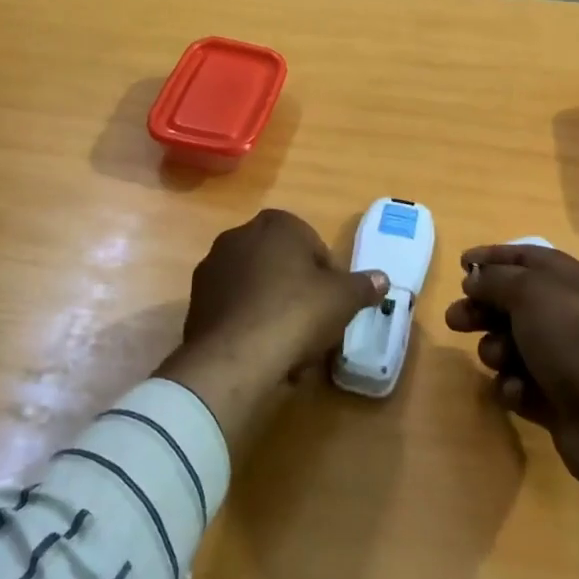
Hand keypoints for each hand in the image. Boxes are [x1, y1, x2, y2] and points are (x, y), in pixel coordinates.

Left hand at [160, 209, 386, 455]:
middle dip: (299, 295)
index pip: (313, 245)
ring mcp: (213, 266)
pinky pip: (235, 309)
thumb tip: (382, 278)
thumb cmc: (296, 312)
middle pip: (283, 266)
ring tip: (290, 351)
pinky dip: (249, 326)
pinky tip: (263, 355)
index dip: (328, 277)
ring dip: (275, 312)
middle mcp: (239, 235)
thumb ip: (363, 285)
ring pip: (258, 289)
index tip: (334, 306)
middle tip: (314, 328)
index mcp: (276, 223)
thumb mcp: (343, 299)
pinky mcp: (196, 300)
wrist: (235, 355)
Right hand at [446, 244, 578, 578]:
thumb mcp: (530, 292)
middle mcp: (569, 314)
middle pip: (512, 302)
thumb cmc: (575, 338)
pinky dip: (513, 386)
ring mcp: (564, 358)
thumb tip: (475, 279)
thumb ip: (496, 279)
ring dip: (496, 350)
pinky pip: (519, 383)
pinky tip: (518, 392)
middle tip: (455, 320)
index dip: (493, 257)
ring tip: (498, 359)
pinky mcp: (557, 398)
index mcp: (572, 280)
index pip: (526, 257)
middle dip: (481, 309)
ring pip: (511, 344)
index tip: (460, 264)